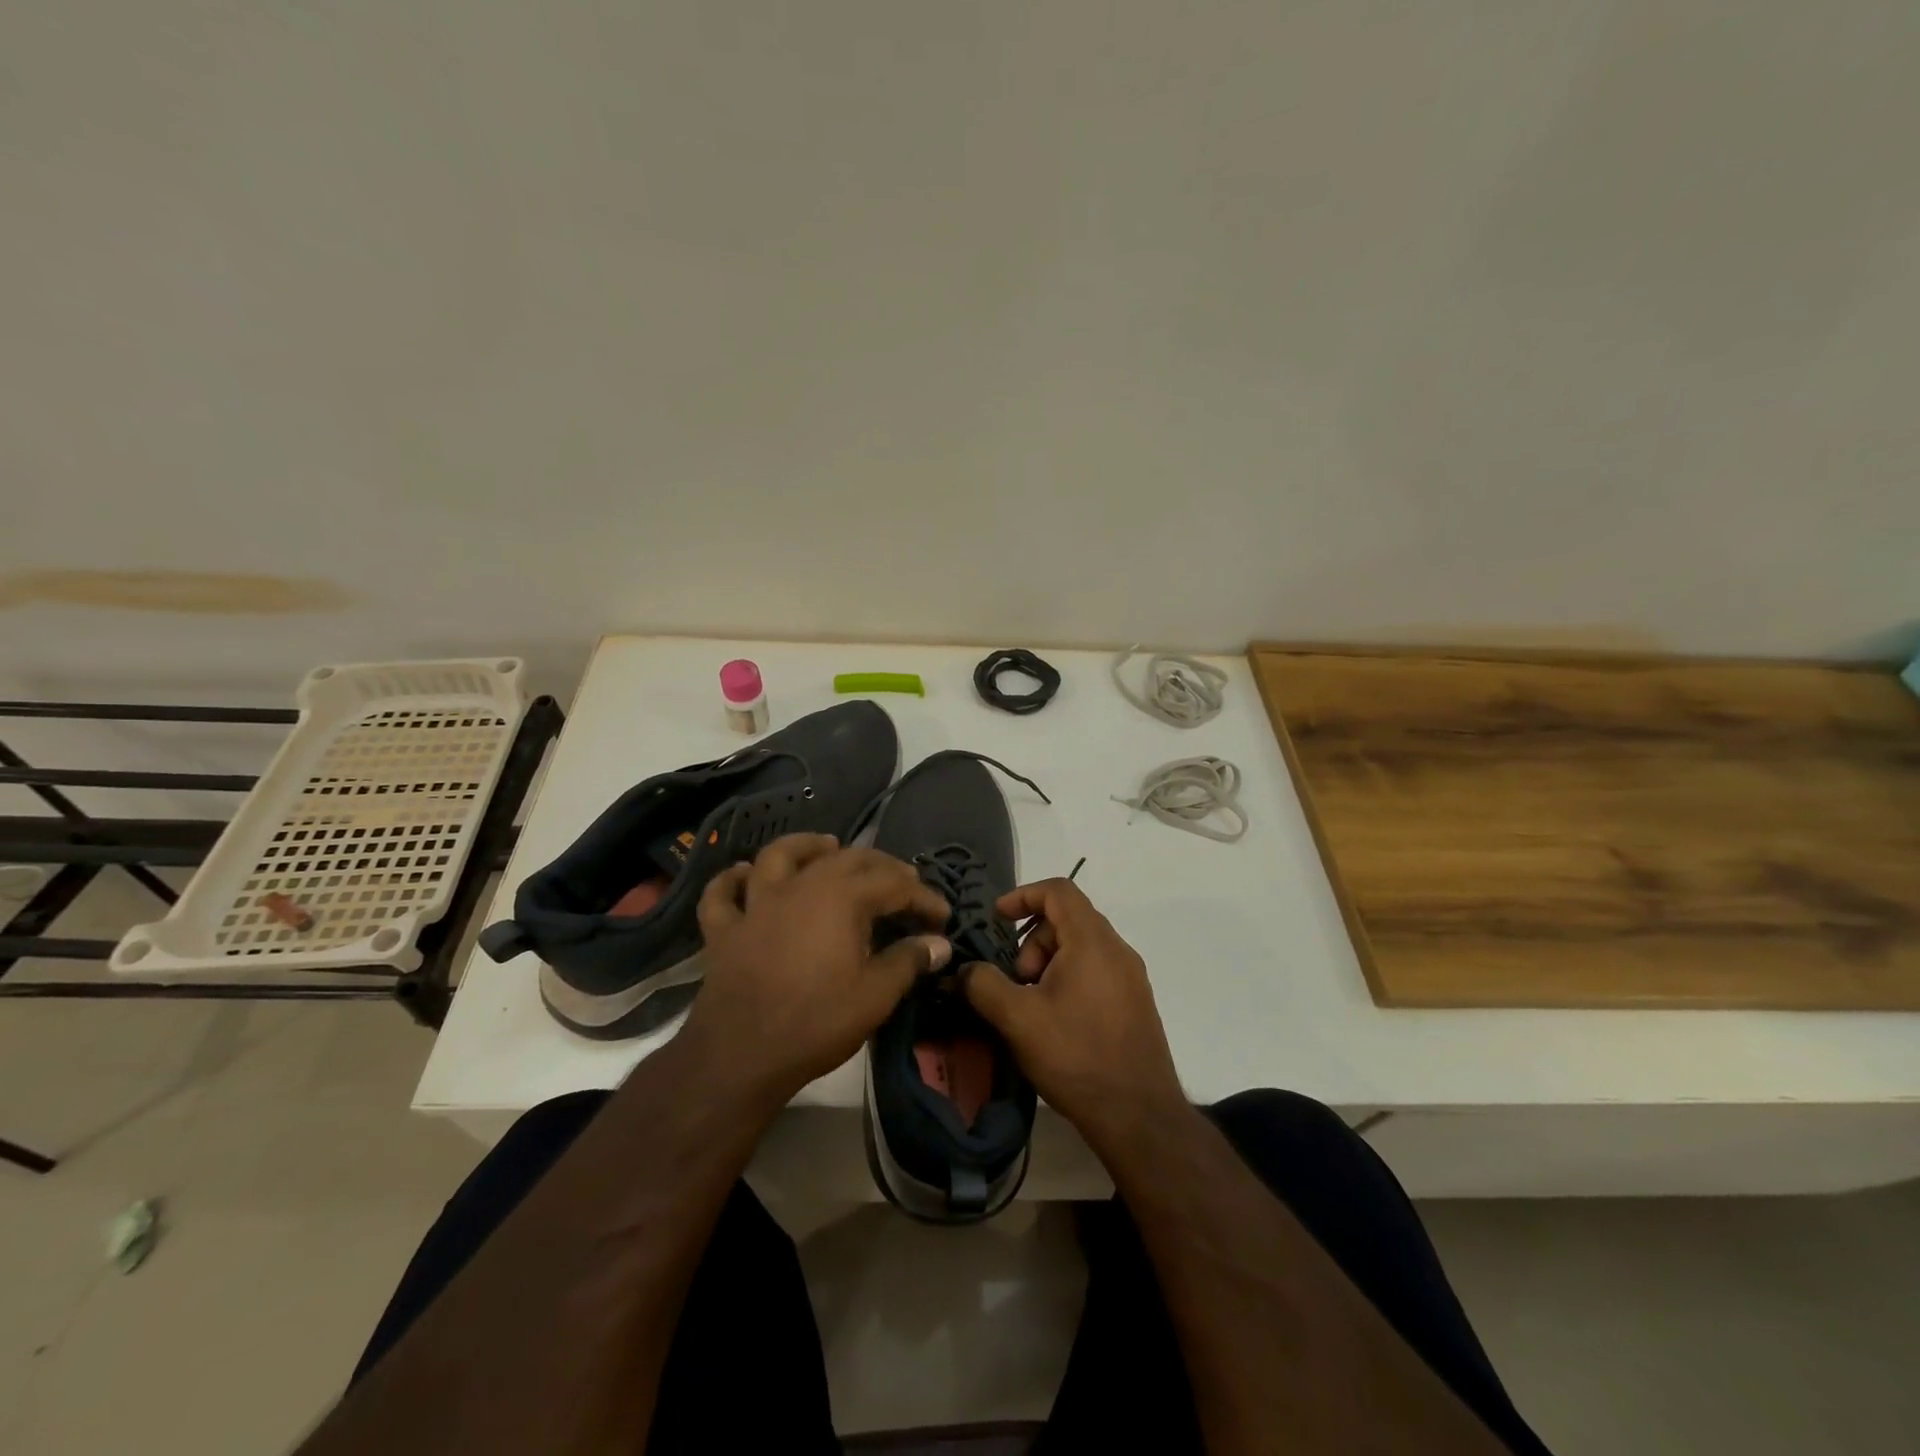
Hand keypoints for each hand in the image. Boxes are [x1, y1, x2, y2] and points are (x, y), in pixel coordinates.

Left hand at [678, 834, 951, 1106]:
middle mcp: (800, 887)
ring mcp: (757, 905)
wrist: (740, 1056)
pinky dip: (731, 880)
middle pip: (846, 859)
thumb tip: (940, 944)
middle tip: (903, 882)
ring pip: (779, 856)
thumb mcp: (875, 995)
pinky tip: (742, 873)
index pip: (894, 884)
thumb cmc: (816, 1022)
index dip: (923, 897)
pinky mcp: (725, 929)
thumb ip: (908, 961)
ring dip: (806, 846)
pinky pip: (723, 894)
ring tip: (828, 845)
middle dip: (880, 866)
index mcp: (841, 898)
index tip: (942, 918)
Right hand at [961, 878, 1186, 1154]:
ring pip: (1082, 947)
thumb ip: (984, 985)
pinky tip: (1057, 1021)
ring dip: (1049, 963)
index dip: (1023, 895)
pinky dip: (1070, 978)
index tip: (998, 919)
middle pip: (1068, 919)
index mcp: (1092, 941)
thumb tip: (966, 969)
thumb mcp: (1018, 1019)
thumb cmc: (1076, 1056)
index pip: (1058, 890)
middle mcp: (1117, 950)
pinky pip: (1097, 970)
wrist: (1139, 1116)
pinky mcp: (1136, 1003)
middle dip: (1033, 941)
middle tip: (1017, 982)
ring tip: (1033, 1006)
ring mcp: (1131, 977)